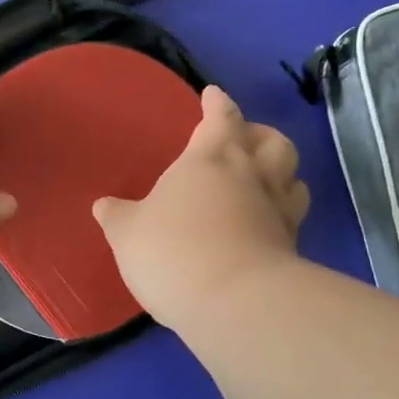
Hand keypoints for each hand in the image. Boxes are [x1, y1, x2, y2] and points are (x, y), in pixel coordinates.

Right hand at [92, 85, 309, 329]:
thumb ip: (117, 216)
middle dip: (259, 134)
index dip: (217, 103)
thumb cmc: (173, 250)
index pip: (220, 117)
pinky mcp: (293, 248)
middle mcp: (252, 176)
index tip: (213, 95)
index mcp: (210, 158)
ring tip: (262, 181)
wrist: (235, 303)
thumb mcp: (128, 233)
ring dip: (280, 172)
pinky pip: (292, 218)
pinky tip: (262, 226)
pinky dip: (280, 214)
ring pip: (293, 177)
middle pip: (272, 141)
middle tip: (243, 141)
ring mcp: (278, 212)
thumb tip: (104, 205)